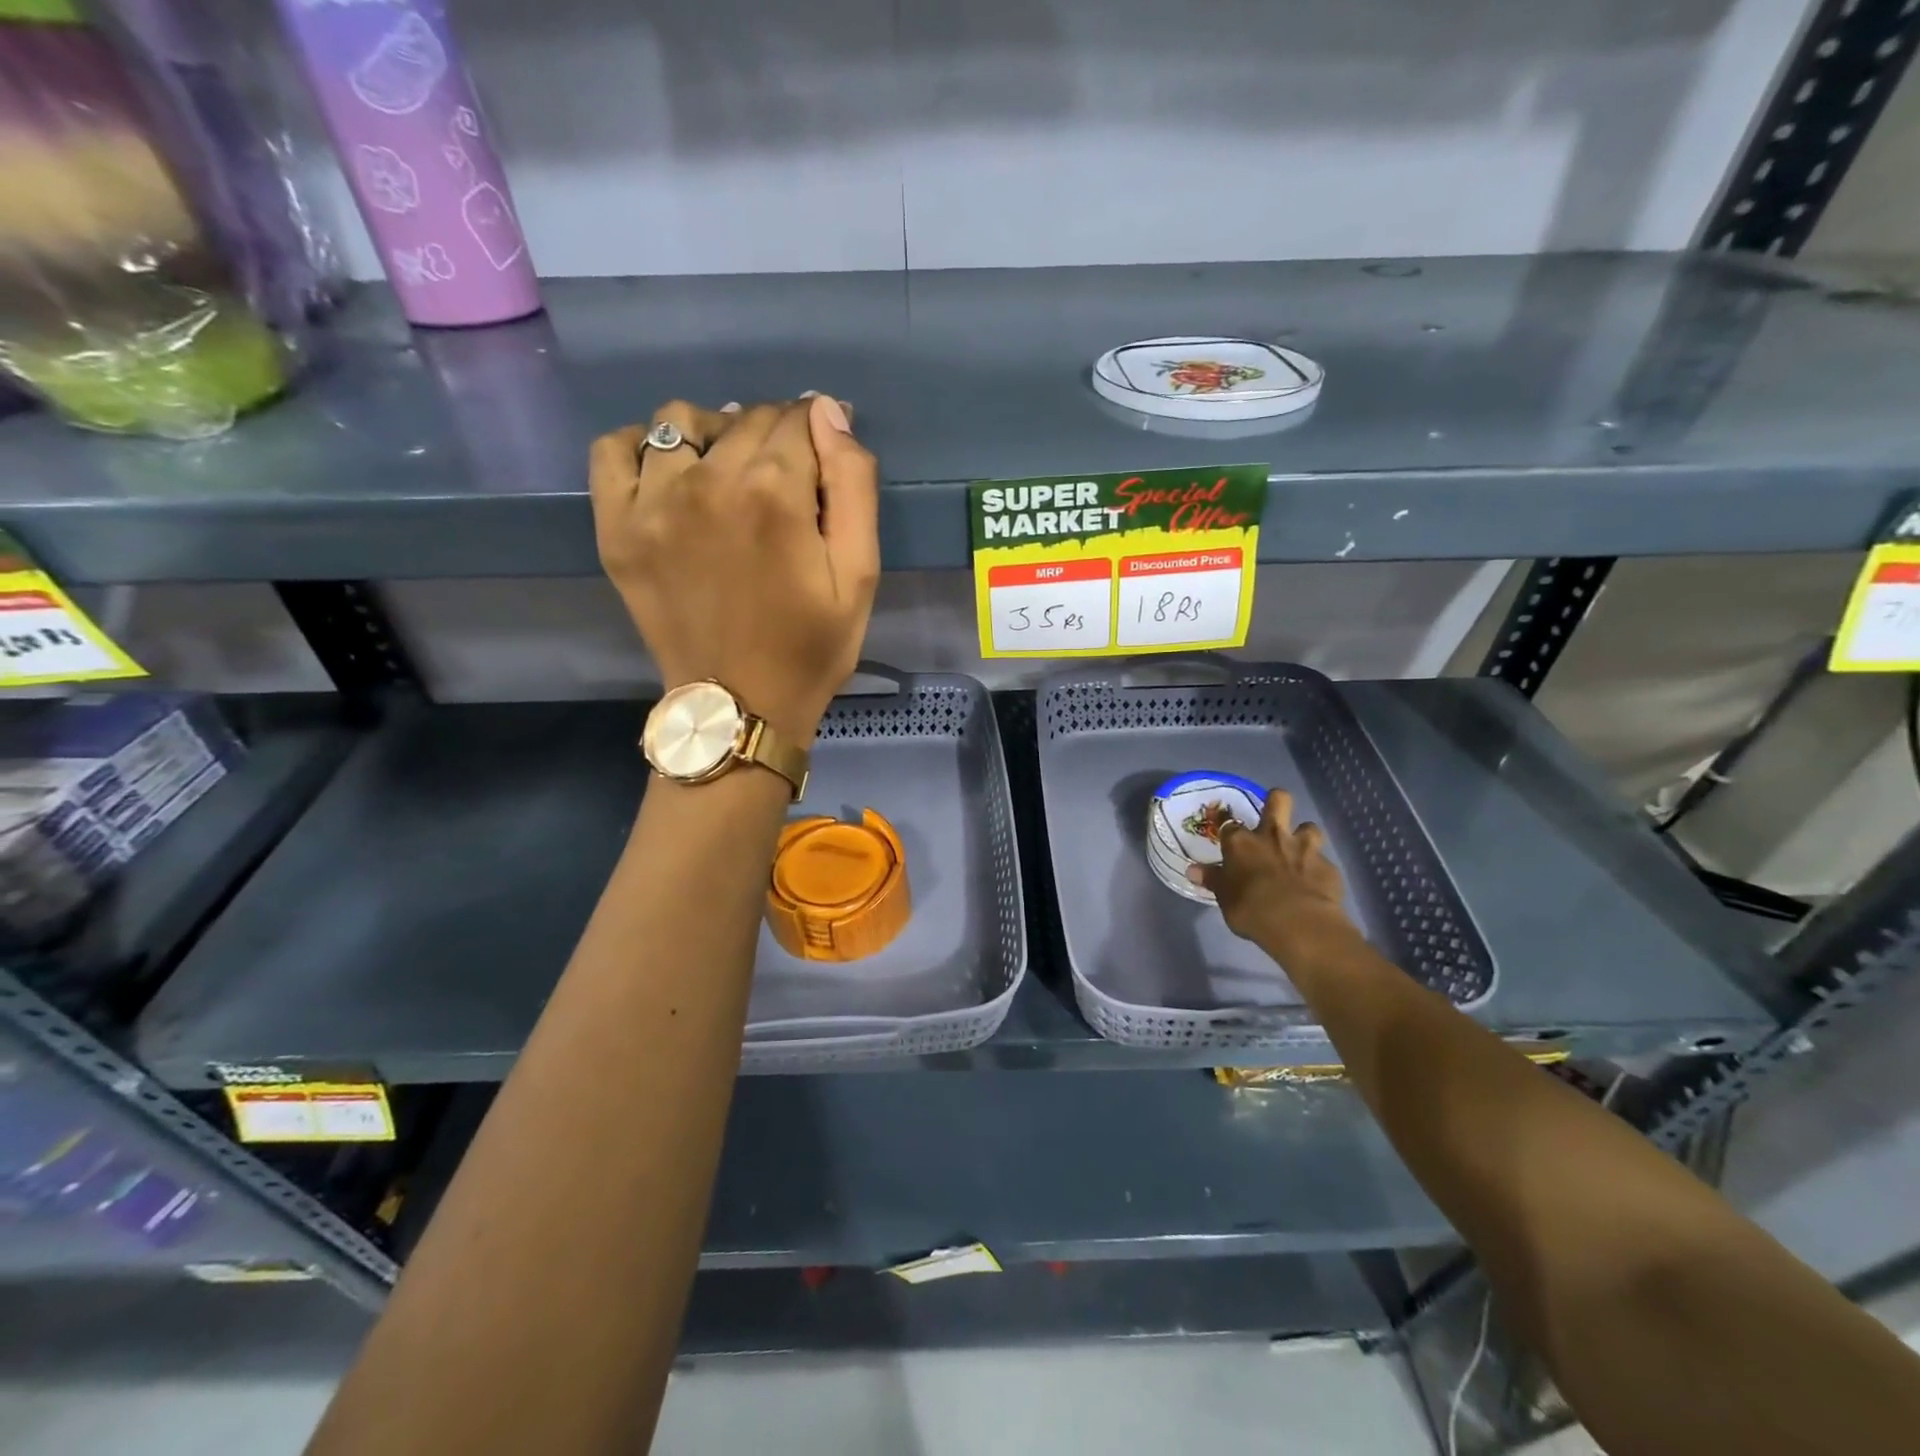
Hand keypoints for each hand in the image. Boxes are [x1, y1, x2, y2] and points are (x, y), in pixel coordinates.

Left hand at [590, 396, 879, 743]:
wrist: (740, 707)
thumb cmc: (810, 647)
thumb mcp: (860, 575)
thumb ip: (853, 486)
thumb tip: (829, 414)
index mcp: (775, 493)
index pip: (799, 420)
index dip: (818, 430)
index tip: (824, 454)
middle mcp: (708, 482)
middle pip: (746, 419)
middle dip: (776, 435)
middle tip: (788, 479)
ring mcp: (653, 503)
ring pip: (680, 422)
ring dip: (714, 432)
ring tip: (728, 469)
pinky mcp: (616, 528)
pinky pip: (612, 451)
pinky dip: (640, 445)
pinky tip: (666, 468)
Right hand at [1189, 789, 1354, 957]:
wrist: (1298, 923)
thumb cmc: (1251, 909)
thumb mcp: (1224, 897)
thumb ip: (1213, 880)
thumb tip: (1193, 871)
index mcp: (1241, 842)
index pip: (1229, 822)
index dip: (1226, 823)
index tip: (1225, 827)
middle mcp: (1272, 836)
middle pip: (1279, 800)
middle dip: (1276, 801)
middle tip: (1273, 817)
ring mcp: (1304, 848)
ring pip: (1309, 826)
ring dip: (1304, 835)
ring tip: (1300, 850)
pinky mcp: (1328, 866)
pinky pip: (1323, 860)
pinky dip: (1318, 869)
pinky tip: (1315, 883)